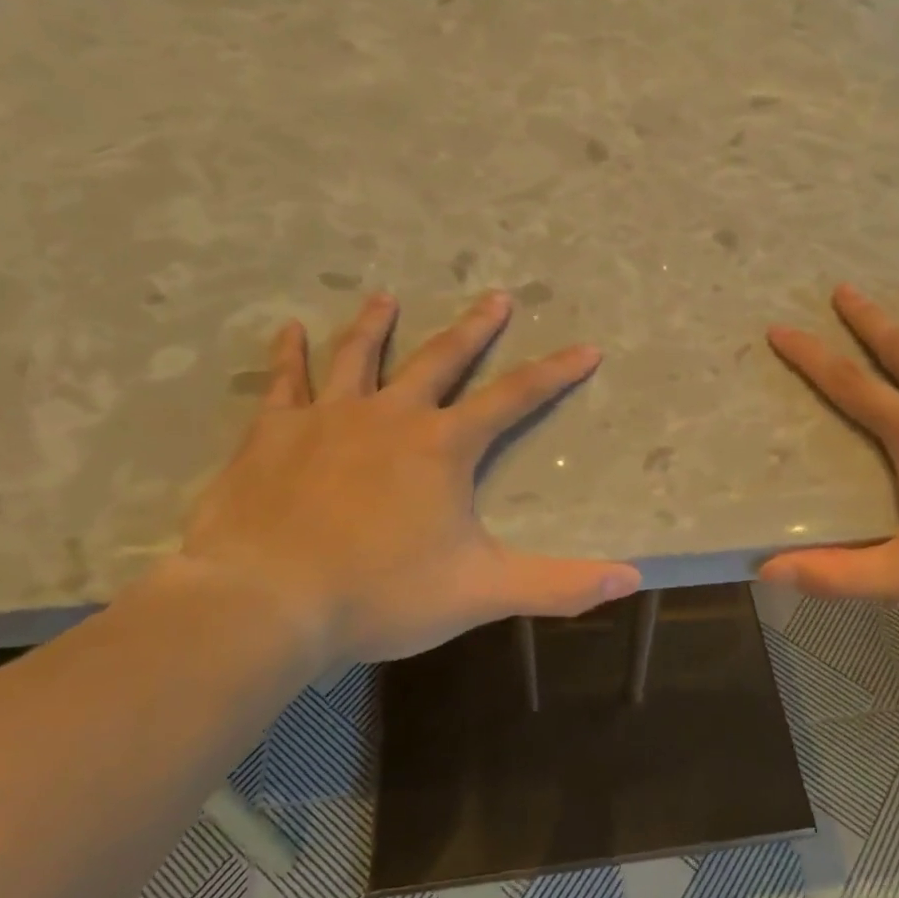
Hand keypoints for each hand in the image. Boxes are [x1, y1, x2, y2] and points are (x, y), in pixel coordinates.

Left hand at [170, 291, 640, 665]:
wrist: (267, 601)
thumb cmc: (380, 594)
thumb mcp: (481, 591)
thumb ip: (558, 585)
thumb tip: (632, 580)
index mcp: (443, 446)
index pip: (514, 398)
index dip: (555, 373)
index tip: (586, 348)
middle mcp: (391, 415)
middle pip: (442, 359)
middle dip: (475, 329)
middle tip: (496, 296)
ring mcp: (328, 418)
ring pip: (359, 356)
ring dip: (377, 324)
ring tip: (387, 295)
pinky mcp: (273, 433)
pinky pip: (285, 381)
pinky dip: (288, 354)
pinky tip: (288, 329)